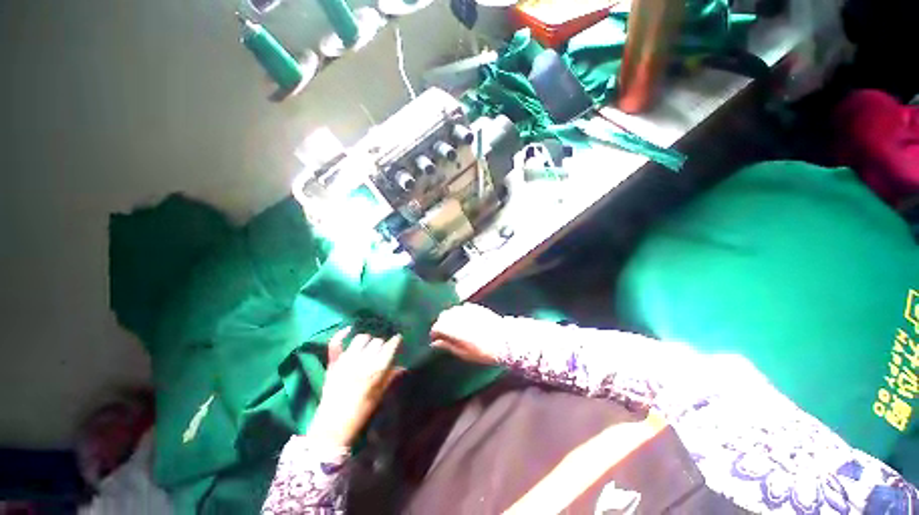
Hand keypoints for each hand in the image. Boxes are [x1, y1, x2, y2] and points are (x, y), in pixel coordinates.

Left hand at [308, 328, 403, 447]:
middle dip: (381, 344)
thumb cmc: (361, 412)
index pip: (390, 346)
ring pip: (361, 338)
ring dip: (367, 341)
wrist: (332, 426)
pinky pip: (335, 343)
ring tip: (367, 347)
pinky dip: (341, 334)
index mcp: (377, 369)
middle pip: (377, 341)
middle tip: (381, 351)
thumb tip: (403, 367)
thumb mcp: (380, 395)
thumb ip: (390, 377)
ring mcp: (346, 360)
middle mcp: (363, 361)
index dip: (395, 341)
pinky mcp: (333, 363)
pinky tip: (348, 330)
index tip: (397, 340)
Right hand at [430, 304, 505, 365]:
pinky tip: (464, 321)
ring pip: (452, 310)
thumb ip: (448, 346)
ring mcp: (468, 310)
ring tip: (454, 328)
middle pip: (443, 316)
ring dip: (450, 318)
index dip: (434, 333)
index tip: (435, 339)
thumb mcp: (465, 354)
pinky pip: (462, 308)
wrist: (505, 340)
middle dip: (441, 324)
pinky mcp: (476, 307)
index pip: (437, 327)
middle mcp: (460, 316)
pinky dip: (459, 314)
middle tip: (444, 335)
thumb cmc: (484, 351)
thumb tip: (435, 343)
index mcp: (455, 329)